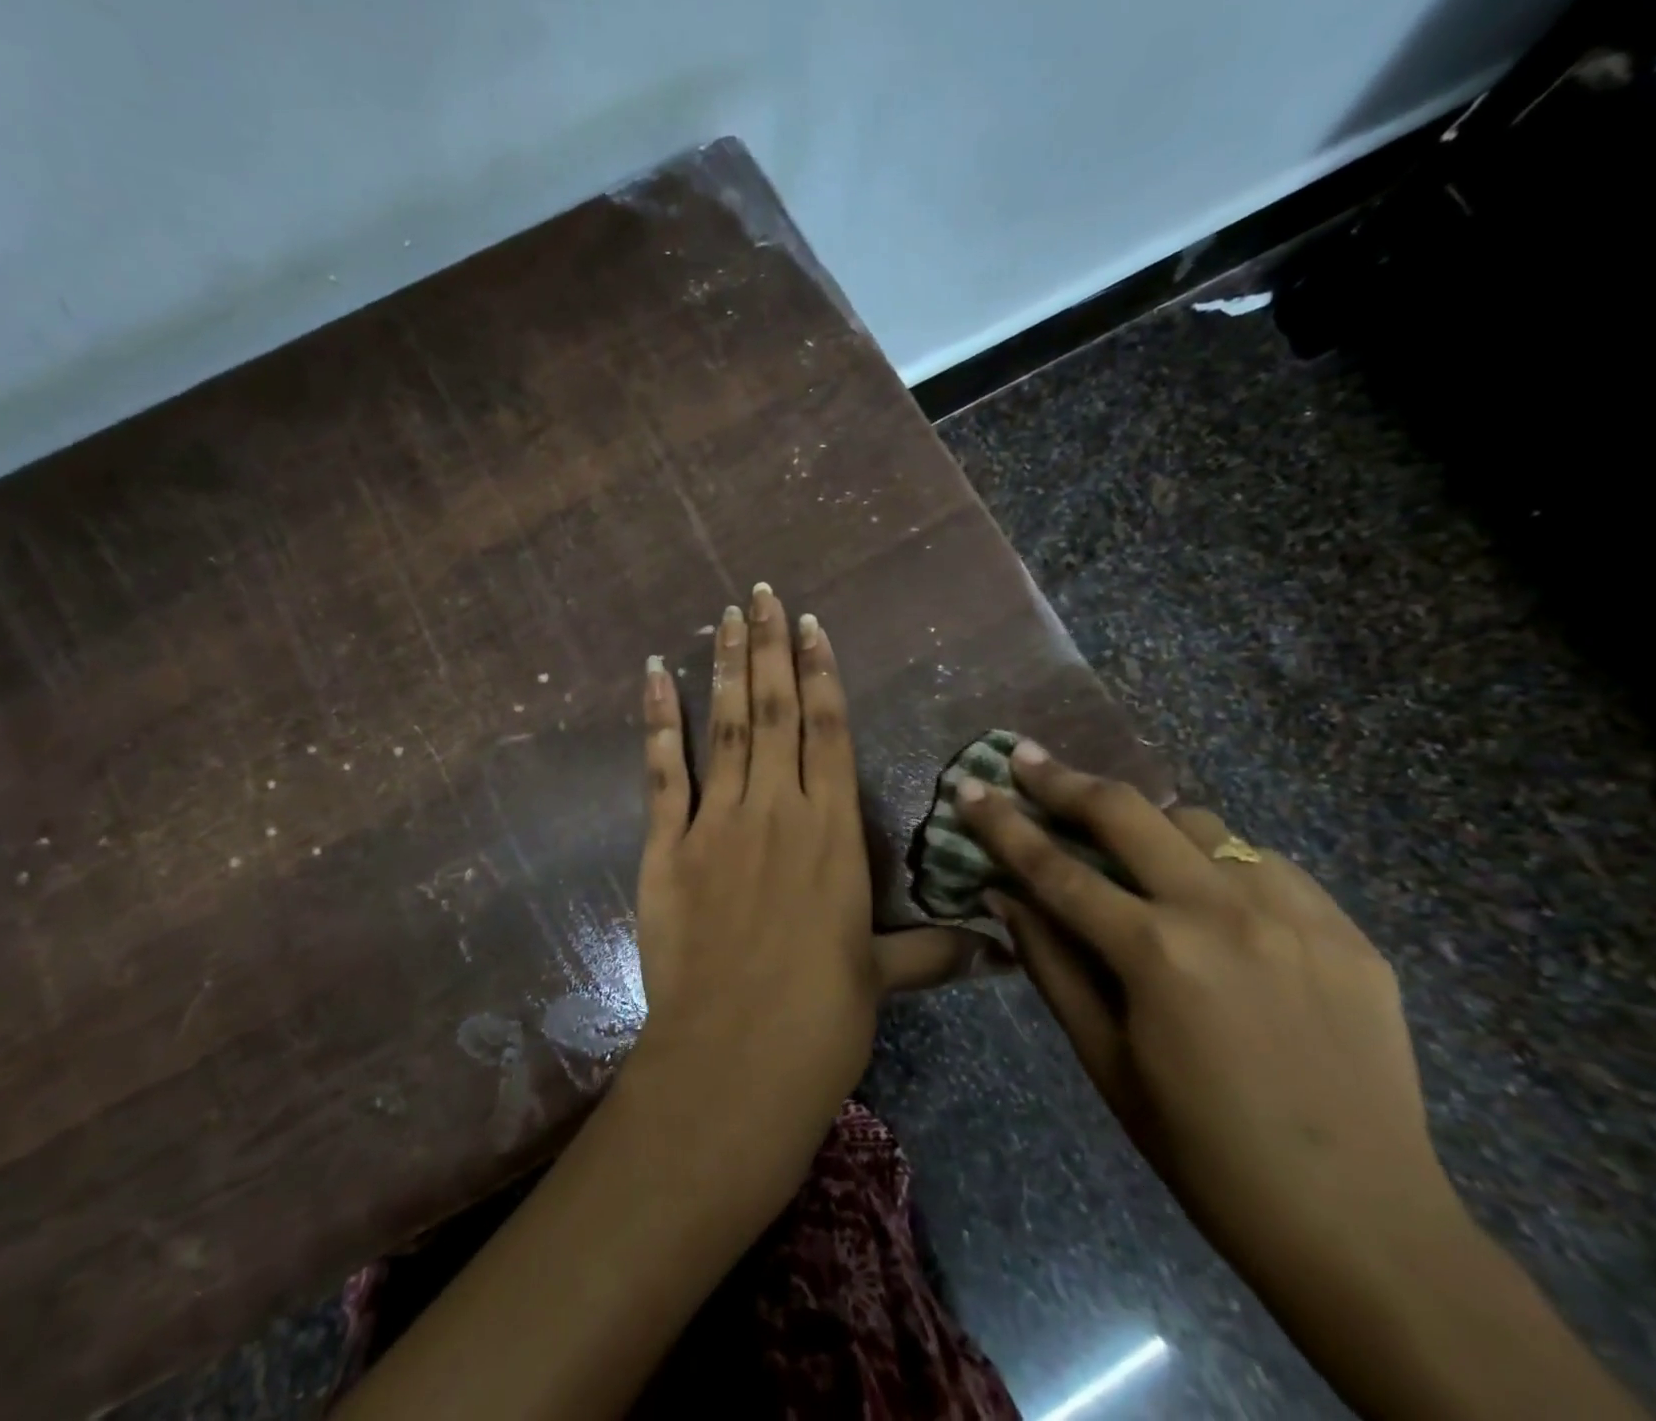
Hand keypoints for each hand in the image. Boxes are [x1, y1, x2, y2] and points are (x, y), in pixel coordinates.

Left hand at [630, 584, 989, 1201]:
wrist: (732, 1063)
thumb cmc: (819, 1022)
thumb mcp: (881, 978)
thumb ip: (932, 951)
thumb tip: (1000, 949)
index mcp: (833, 834)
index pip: (829, 731)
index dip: (822, 673)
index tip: (812, 625)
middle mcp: (778, 810)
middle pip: (777, 710)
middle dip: (771, 647)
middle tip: (761, 593)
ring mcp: (717, 823)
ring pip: (727, 725)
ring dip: (727, 666)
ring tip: (726, 616)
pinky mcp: (667, 846)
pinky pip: (663, 770)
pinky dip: (658, 719)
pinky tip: (655, 674)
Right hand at [954, 742, 1459, 1290]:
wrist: (1364, 1225)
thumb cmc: (1203, 1150)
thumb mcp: (1104, 1060)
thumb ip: (1050, 965)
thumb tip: (1003, 895)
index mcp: (1157, 955)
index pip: (1055, 867)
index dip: (1002, 822)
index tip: (969, 785)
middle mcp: (1224, 913)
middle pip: (1128, 812)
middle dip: (1064, 779)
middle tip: (1025, 756)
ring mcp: (1295, 914)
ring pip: (1201, 823)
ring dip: (1148, 821)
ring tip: (1124, 837)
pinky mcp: (1346, 929)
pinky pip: (1264, 862)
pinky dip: (1219, 860)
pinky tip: (1210, 892)